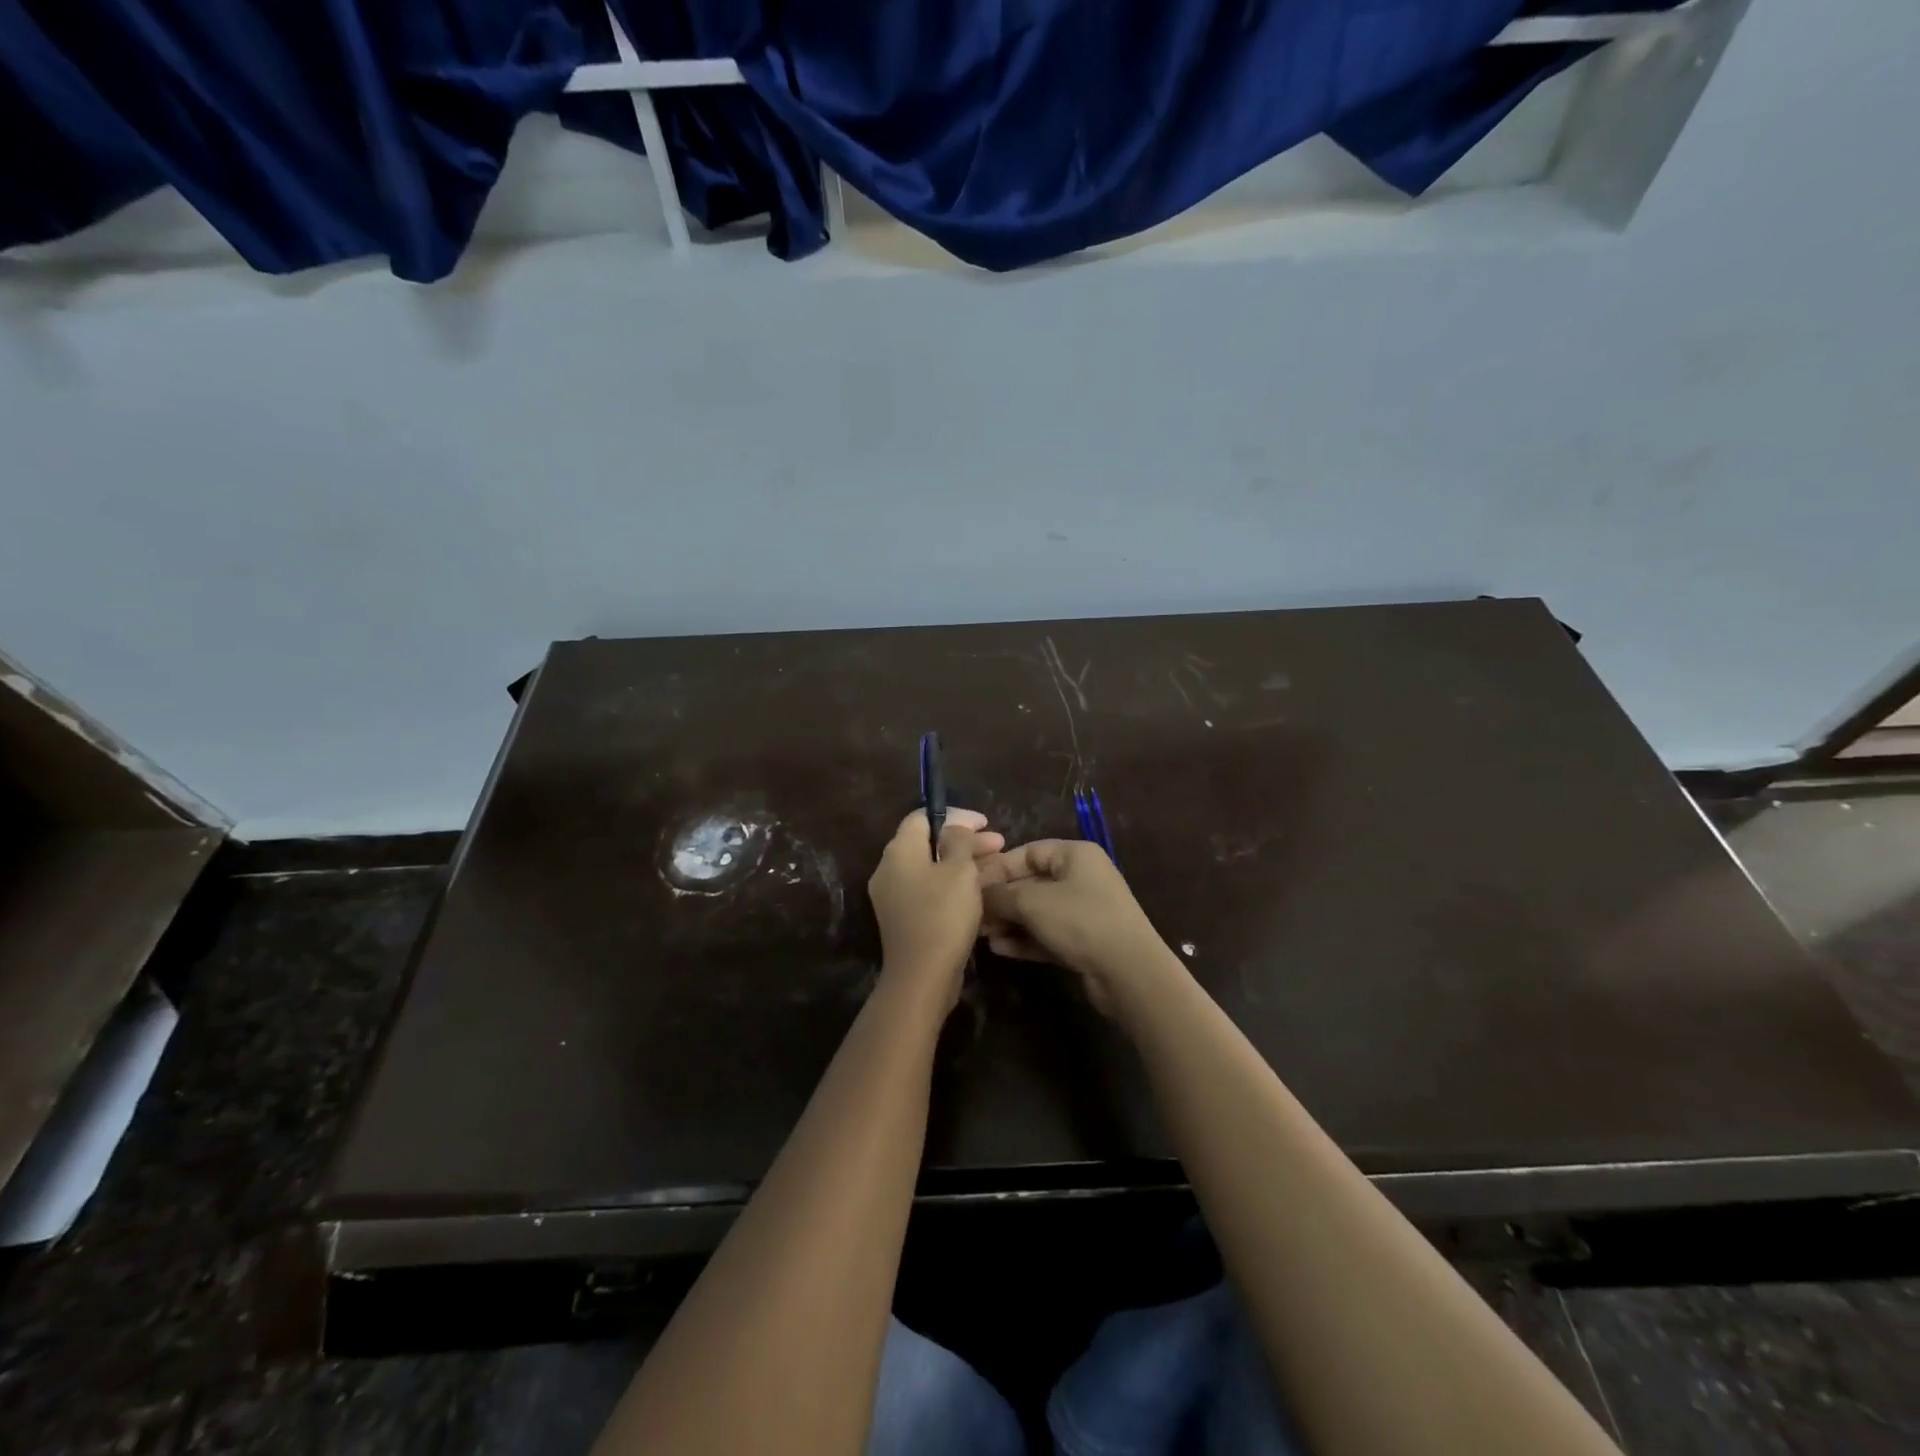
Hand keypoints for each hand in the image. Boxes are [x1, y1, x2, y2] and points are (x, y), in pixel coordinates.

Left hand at [868, 809, 1004, 1010]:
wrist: (922, 976)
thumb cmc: (943, 915)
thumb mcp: (959, 870)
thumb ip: (958, 841)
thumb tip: (953, 829)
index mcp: (899, 851)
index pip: (922, 816)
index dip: (955, 815)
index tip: (984, 823)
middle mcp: (889, 869)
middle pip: (928, 843)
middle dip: (964, 840)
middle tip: (999, 844)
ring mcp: (894, 896)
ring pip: (931, 868)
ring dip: (962, 863)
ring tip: (995, 865)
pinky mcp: (904, 918)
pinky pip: (929, 889)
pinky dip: (952, 884)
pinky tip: (979, 890)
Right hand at [978, 840, 1176, 1014]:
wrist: (1129, 972)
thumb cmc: (1080, 921)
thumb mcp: (1032, 903)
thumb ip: (1000, 895)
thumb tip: (977, 893)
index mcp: (1075, 855)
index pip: (1029, 852)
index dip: (999, 867)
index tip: (971, 885)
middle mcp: (1082, 877)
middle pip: (1032, 882)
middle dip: (1001, 899)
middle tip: (973, 915)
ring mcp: (1085, 911)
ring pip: (1038, 911)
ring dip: (1010, 922)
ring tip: (982, 935)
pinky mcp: (1085, 941)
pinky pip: (1048, 934)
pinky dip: (1025, 939)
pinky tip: (1000, 949)